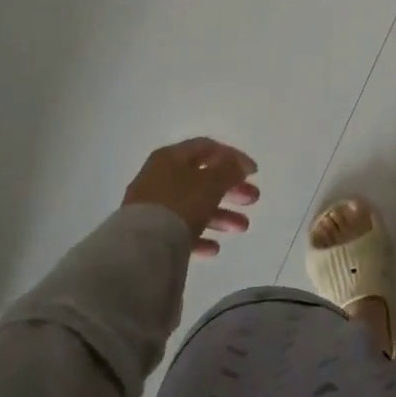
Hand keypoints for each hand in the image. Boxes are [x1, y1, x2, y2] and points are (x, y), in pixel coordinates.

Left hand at [121, 138, 259, 256]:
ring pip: (194, 205)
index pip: (207, 148)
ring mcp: (153, 206)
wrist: (141, 248)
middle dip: (231, 189)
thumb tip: (239, 163)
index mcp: (171, 157)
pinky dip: (200, 235)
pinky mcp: (150, 232)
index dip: (233, 157)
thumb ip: (229, 169)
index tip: (254, 172)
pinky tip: (214, 249)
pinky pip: (180, 230)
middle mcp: (160, 177)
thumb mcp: (210, 182)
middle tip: (253, 199)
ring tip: (242, 227)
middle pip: (202, 179)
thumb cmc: (179, 204)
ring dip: (221, 215)